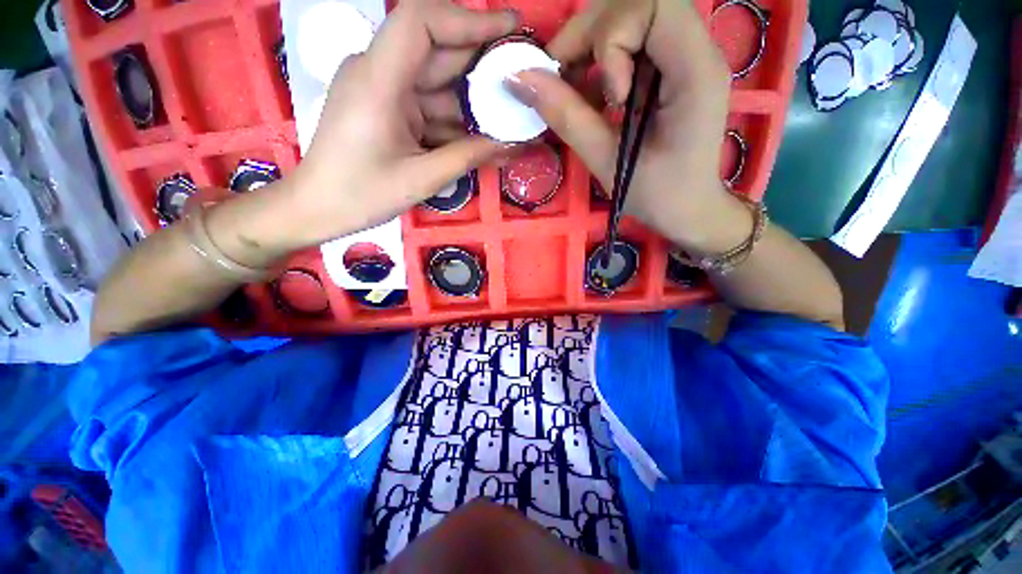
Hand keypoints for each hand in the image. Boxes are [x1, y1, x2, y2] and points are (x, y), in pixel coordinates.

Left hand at [283, 0, 516, 247]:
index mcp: (377, 81)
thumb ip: (469, 157)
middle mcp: (379, 73)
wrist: (319, 208)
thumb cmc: (361, 195)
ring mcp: (384, 91)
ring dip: (473, 101)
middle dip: (482, 65)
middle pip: (437, 51)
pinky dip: (456, 121)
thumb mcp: (421, 179)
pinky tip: (483, 137)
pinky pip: (429, 106)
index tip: (509, 30)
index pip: (421, 22)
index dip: (468, 19)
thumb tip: (514, 144)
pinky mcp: (389, 110)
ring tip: (512, 117)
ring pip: (438, 84)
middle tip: (522, 82)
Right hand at [507, 0, 739, 252]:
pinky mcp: (671, 68)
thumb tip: (519, 78)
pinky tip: (591, 97)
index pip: (652, 5)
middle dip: (590, 34)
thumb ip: (566, 117)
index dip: (612, 39)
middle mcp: (697, 50)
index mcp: (695, 72)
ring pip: (630, 17)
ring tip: (575, 92)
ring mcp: (685, 56)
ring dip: (590, 48)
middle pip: (637, 1)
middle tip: (563, 79)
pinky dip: (600, 62)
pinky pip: (630, 42)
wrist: (687, 209)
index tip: (604, 95)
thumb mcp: (607, 162)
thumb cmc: (656, 195)